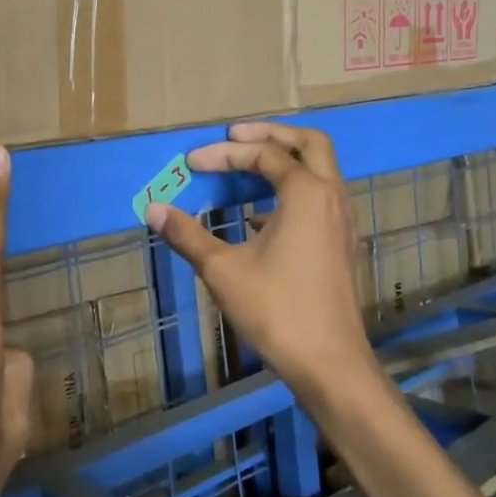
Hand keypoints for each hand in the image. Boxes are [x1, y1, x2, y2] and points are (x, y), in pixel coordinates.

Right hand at [146, 121, 376, 408]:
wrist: (329, 362)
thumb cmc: (276, 310)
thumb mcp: (222, 270)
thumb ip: (187, 235)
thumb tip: (153, 209)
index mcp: (307, 194)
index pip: (264, 155)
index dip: (225, 154)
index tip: (192, 164)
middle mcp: (332, 197)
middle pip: (309, 143)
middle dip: (270, 134)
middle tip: (234, 135)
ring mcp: (343, 221)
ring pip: (320, 171)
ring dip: (284, 161)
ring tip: (246, 168)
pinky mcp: (342, 244)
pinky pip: (320, 198)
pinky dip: (292, 190)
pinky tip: (260, 216)